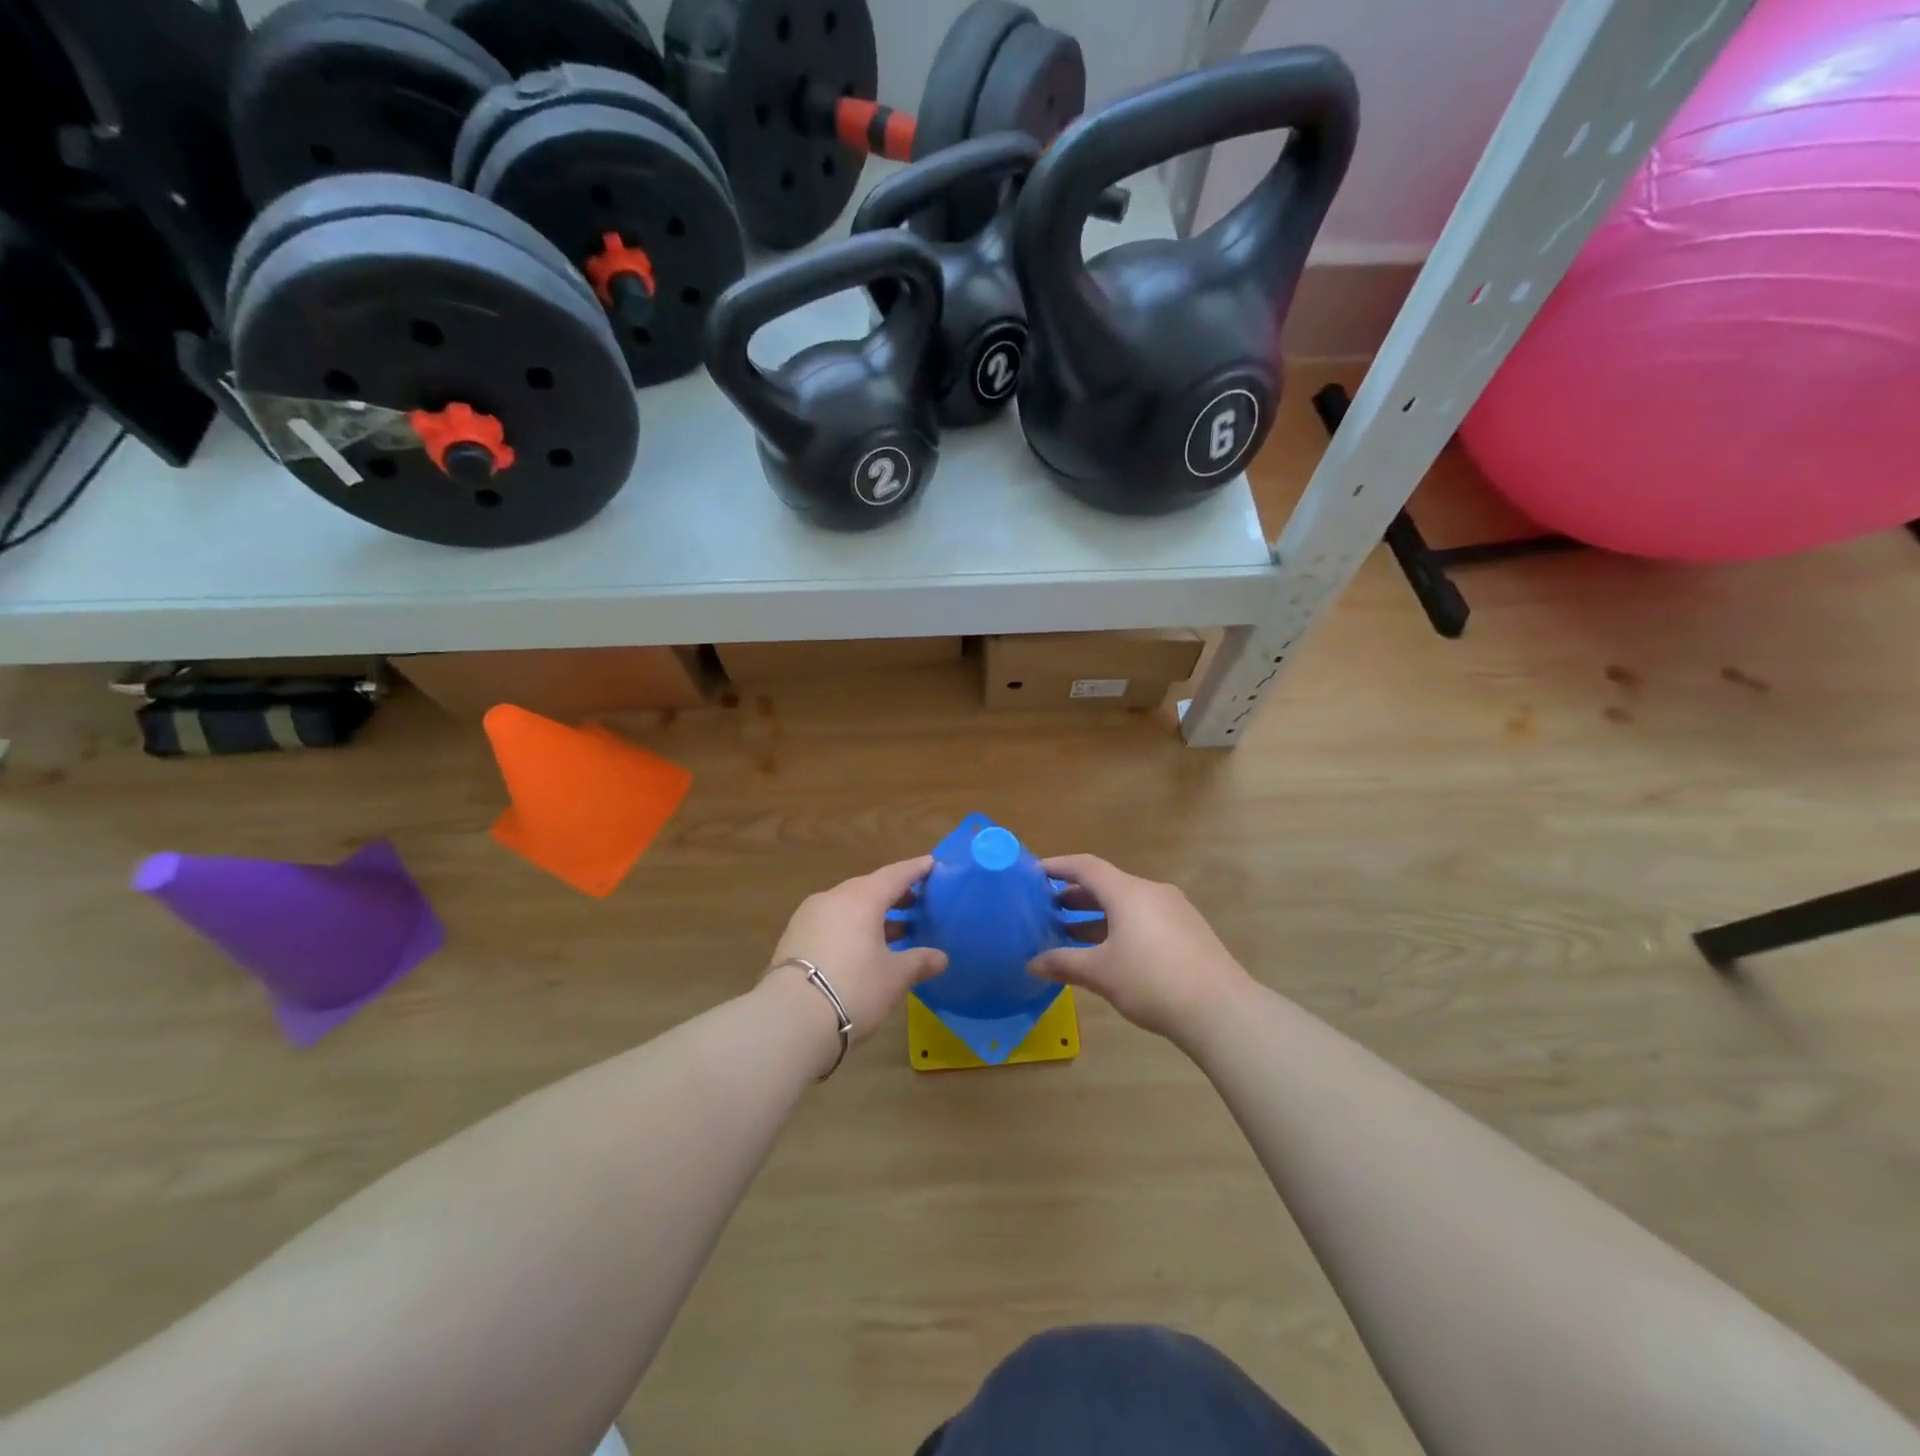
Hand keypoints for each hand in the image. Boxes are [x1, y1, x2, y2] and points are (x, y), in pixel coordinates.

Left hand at [766, 856, 946, 1043]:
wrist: (789, 1019)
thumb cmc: (853, 988)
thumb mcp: (893, 977)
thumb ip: (919, 962)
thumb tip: (941, 958)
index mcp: (861, 898)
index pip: (895, 875)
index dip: (915, 870)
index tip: (932, 864)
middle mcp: (833, 898)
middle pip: (869, 888)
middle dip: (894, 894)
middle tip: (917, 902)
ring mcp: (809, 917)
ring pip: (848, 906)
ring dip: (872, 914)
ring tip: (896, 930)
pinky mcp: (794, 937)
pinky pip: (832, 922)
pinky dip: (852, 927)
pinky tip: (864, 948)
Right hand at [1030, 854, 1254, 1045]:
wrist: (1221, 1010)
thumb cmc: (1152, 982)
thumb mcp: (1101, 973)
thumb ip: (1064, 963)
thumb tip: (1032, 963)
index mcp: (1128, 892)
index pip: (1086, 867)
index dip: (1058, 867)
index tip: (1035, 873)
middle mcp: (1152, 891)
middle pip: (1107, 884)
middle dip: (1075, 896)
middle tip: (1048, 909)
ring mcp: (1175, 910)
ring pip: (1127, 903)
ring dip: (1098, 915)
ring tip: (1072, 934)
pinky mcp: (1189, 930)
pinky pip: (1145, 917)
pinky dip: (1121, 926)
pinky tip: (1111, 952)